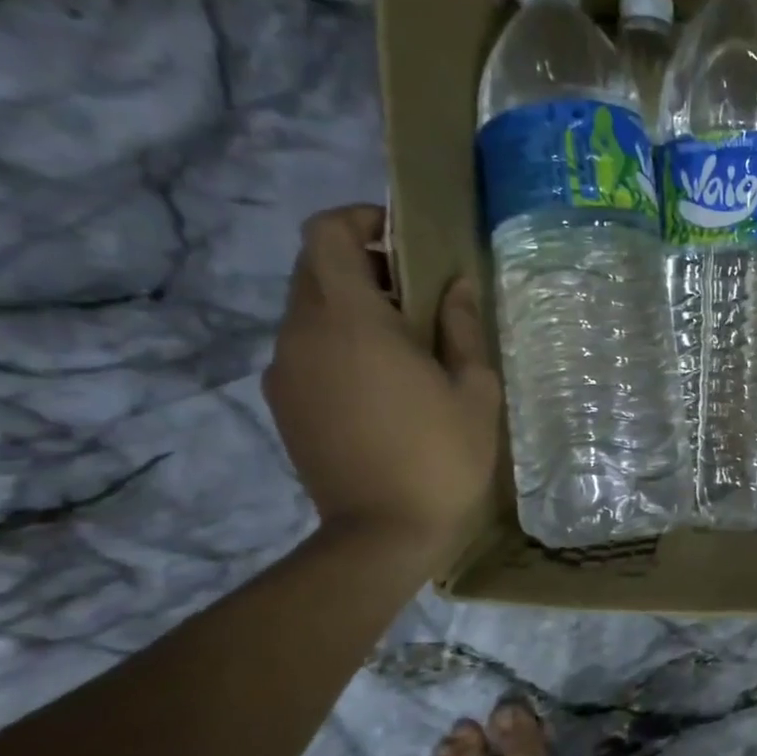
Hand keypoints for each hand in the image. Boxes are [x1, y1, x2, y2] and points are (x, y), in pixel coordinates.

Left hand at [263, 206, 501, 562]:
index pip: (327, 234)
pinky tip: (380, 384)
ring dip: (351, 307)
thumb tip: (454, 285)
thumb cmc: (442, 456)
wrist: (382, 535)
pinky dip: (337, 343)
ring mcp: (285, 371)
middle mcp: (303, 334)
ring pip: (308, 310)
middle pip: (315, 268)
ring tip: (404, 345)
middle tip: (417, 295)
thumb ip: (461, 327)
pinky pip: (305, 349)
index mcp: (351, 320)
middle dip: (362, 264)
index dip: (360, 220)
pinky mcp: (282, 404)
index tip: (402, 239)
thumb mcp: (474, 389)